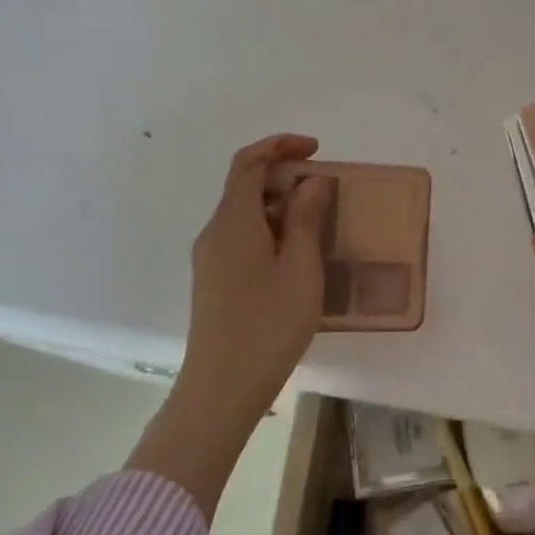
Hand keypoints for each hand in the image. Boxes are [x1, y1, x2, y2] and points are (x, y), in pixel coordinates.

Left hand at [130, 134, 334, 517]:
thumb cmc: (268, 325)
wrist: (220, 389)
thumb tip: (310, 182)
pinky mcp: (213, 280)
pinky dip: (269, 229)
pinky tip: (295, 255)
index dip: (280, 145)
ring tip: (317, 223)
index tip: (316, 150)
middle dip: (284, 176)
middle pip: (245, 185)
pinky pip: (241, 236)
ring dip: (279, 205)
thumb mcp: (300, 268)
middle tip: (325, 191)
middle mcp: (214, 232)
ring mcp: (210, 258)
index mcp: (232, 221)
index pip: (248, 162)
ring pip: (244, 212)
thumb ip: (306, 218)